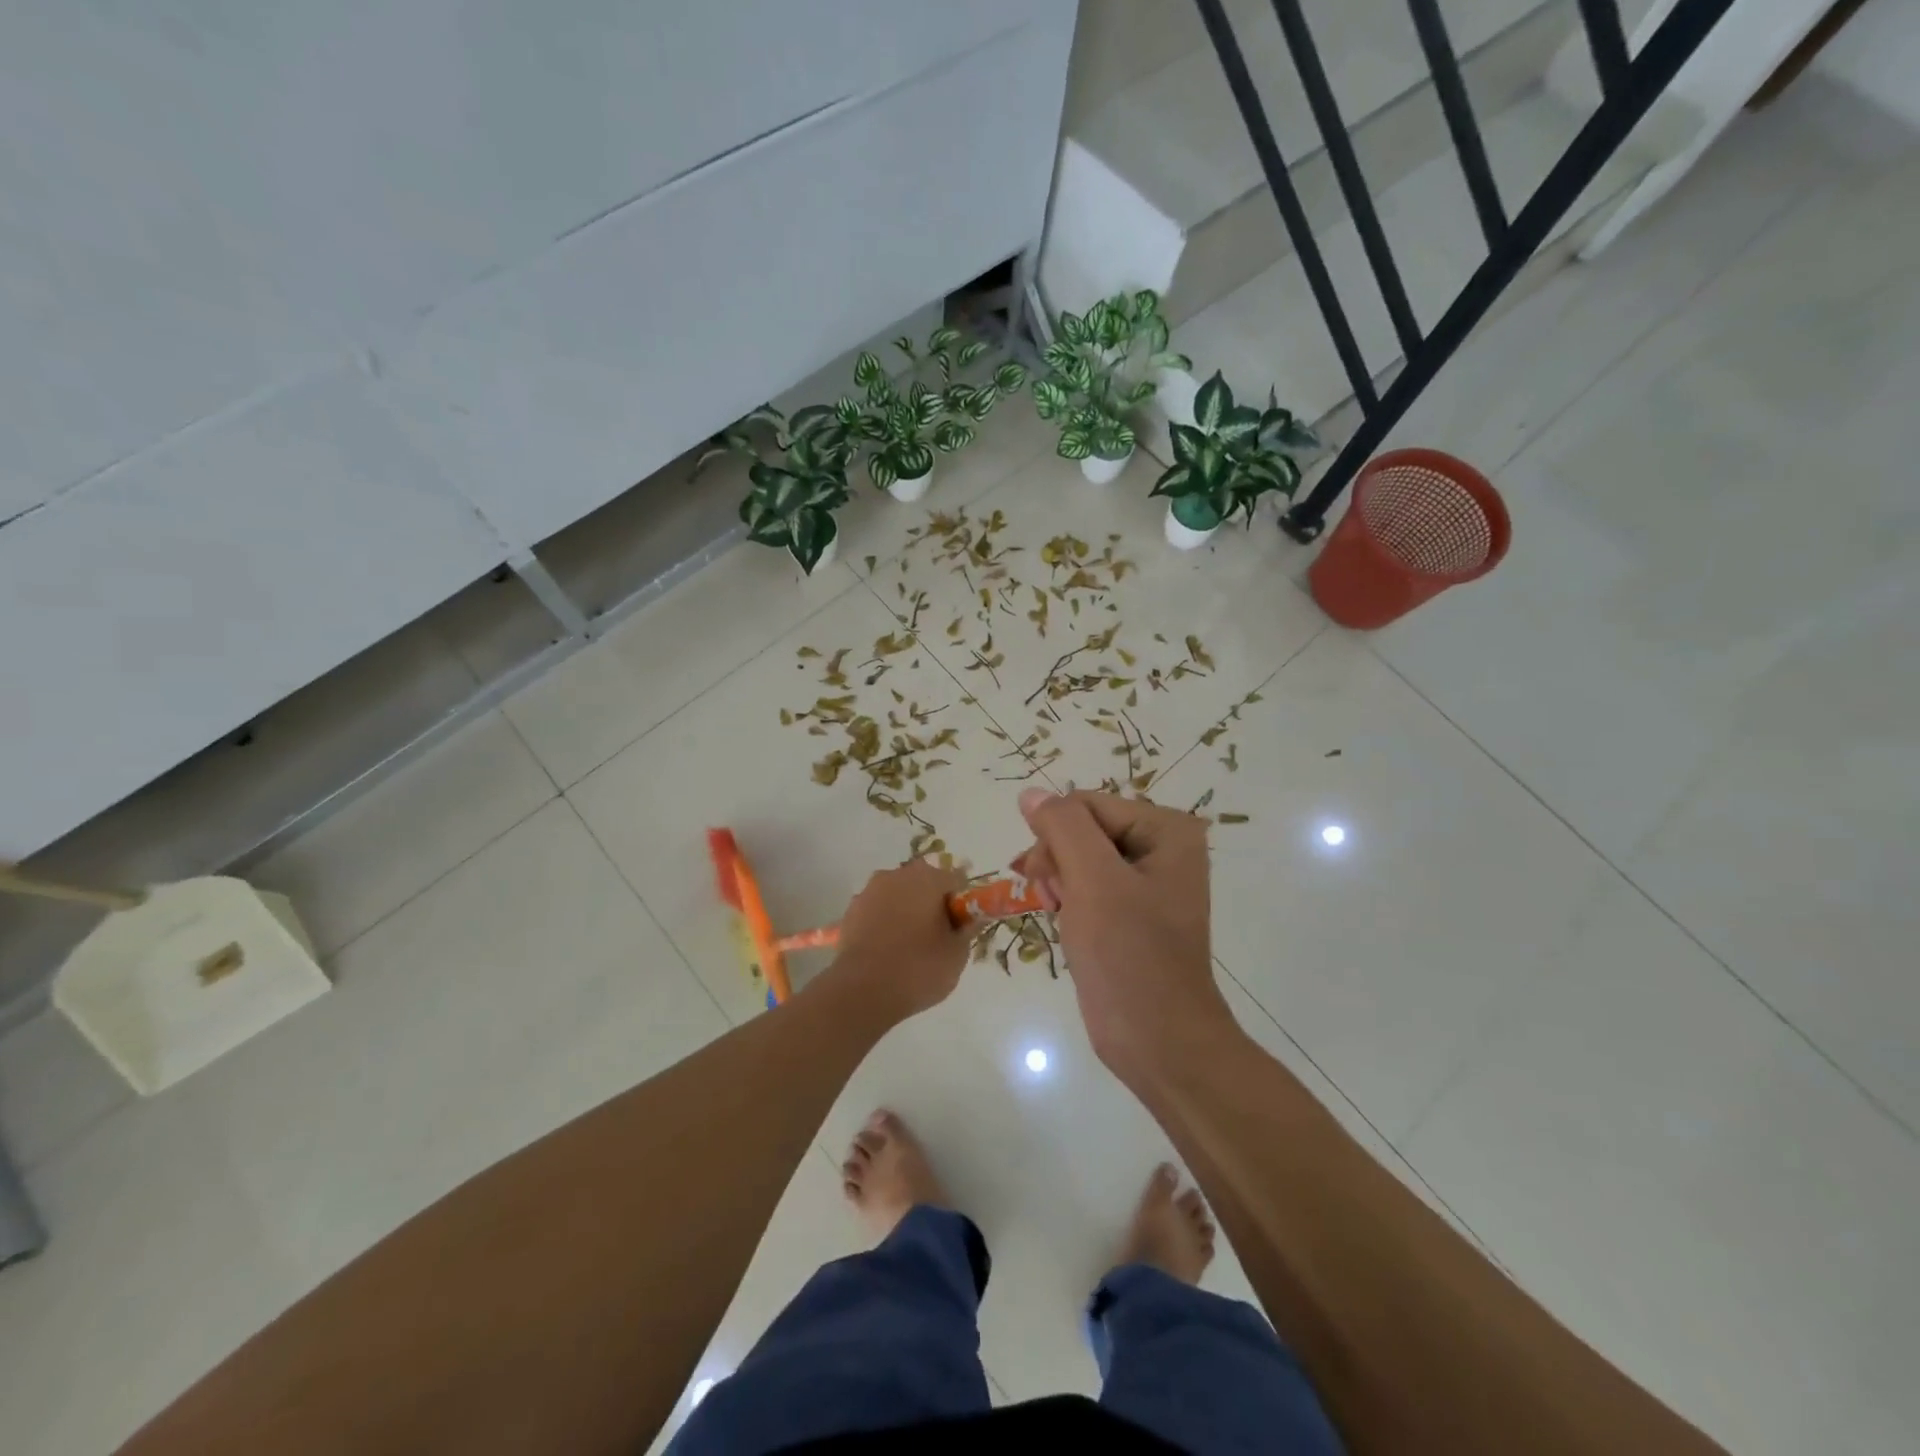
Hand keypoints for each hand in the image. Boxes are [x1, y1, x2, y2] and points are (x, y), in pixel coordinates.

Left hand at [825, 858, 970, 1024]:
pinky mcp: (850, 912)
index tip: (961, 929)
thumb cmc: (918, 968)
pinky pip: (877, 913)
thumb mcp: (957, 954)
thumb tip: (971, 918)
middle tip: (937, 939)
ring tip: (909, 948)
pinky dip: (884, 925)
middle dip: (932, 905)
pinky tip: (887, 952)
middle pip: (923, 885)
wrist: (862, 991)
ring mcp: (869, 891)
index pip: (955, 881)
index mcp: (927, 877)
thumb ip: (968, 929)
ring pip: (898, 897)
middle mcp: (896, 875)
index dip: (962, 905)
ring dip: (906, 913)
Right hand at [1013, 787, 1234, 1086]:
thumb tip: (1031, 793)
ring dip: (1058, 881)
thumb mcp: (1093, 880)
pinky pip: (1088, 886)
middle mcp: (1162, 848)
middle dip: (1057, 860)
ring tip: (1058, 914)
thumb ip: (1062, 827)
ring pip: (1078, 857)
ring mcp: (1148, 882)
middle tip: (1051, 899)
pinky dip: (1069, 900)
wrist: (1158, 1041)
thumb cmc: (1129, 955)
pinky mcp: (1132, 913)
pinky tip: (1066, 924)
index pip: (1086, 805)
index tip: (1044, 879)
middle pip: (1083, 829)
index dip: (1056, 837)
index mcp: (1167, 831)